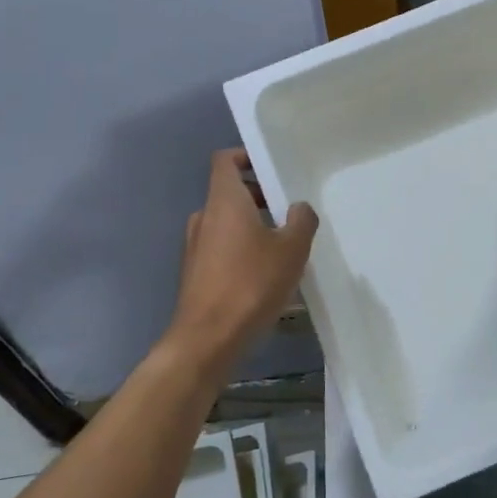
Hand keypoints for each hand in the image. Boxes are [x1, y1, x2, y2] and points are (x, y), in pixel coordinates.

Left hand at [163, 150, 317, 378]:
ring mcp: (195, 246)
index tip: (272, 169)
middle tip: (290, 212)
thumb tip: (298, 208)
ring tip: (285, 246)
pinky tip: (267, 274)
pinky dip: (242, 249)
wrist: (208, 339)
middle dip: (260, 197)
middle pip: (230, 193)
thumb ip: (301, 221)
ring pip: (227, 223)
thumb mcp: (292, 249)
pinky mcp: (195, 273)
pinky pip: (222, 248)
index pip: (226, 160)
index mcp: (224, 201)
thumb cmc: (251, 284)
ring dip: (254, 226)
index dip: (247, 157)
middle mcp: (204, 217)